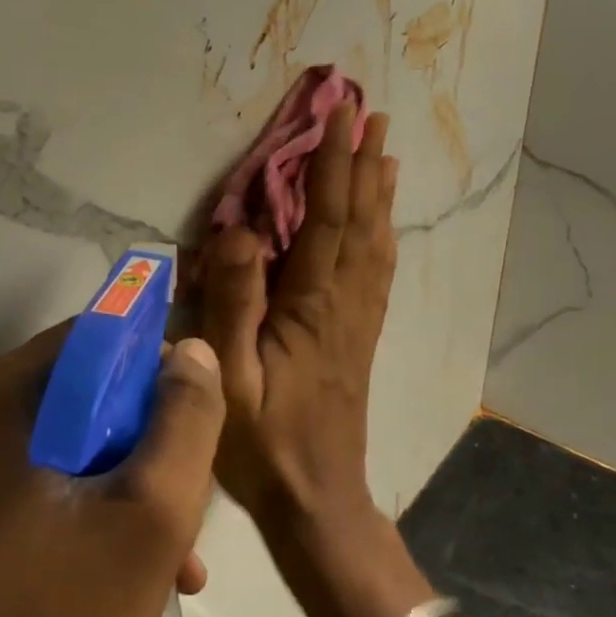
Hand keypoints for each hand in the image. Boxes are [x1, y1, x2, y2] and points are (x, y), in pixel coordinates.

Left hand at [0, 324, 224, 616]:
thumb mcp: (152, 511)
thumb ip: (185, 419)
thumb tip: (190, 350)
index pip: (97, 337)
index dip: (157, 368)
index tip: (196, 421)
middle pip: (90, 391)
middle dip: (150, 442)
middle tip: (190, 500)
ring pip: (78, 440)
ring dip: (135, 483)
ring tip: (181, 553)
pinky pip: (54, 478)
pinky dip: (101, 508)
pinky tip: (147, 568)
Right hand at [198, 104, 397, 536]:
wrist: (318, 500)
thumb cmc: (263, 444)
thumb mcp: (230, 378)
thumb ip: (233, 304)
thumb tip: (239, 232)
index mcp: (313, 307)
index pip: (327, 220)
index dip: (334, 165)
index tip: (342, 116)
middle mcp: (345, 304)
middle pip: (359, 222)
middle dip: (363, 164)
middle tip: (373, 115)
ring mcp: (358, 322)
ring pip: (375, 244)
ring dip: (378, 195)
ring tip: (385, 153)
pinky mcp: (360, 340)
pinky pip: (377, 274)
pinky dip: (382, 237)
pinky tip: (382, 227)